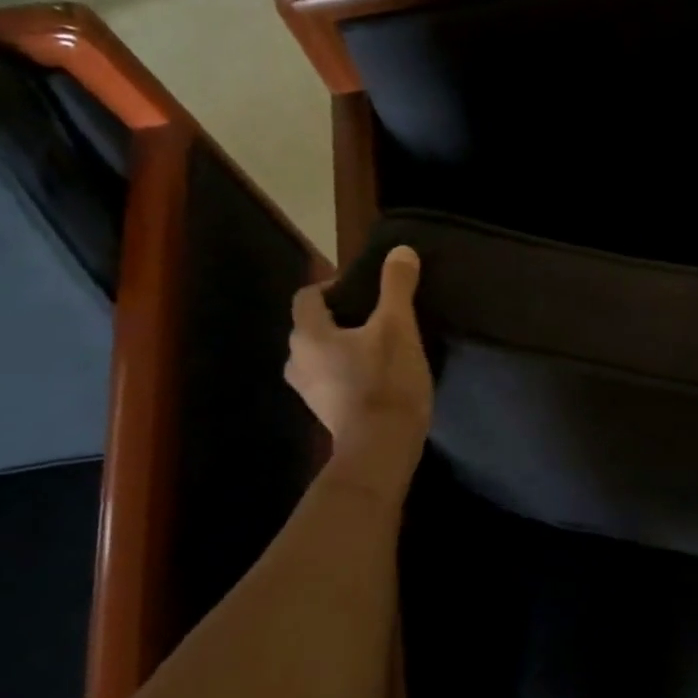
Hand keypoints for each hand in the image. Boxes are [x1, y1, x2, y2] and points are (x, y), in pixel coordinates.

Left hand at [285, 246, 433, 450]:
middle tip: (376, 315)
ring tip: (377, 344)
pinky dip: (347, 370)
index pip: (307, 297)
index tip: (364, 288)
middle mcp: (297, 361)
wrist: (382, 447)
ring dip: (343, 346)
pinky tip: (376, 374)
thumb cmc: (385, 380)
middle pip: (311, 326)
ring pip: (320, 355)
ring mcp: (309, 391)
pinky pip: (331, 379)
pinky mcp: (326, 412)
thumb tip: (400, 250)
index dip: (332, 286)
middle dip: (340, 317)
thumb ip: (396, 287)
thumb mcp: (398, 327)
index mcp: (308, 335)